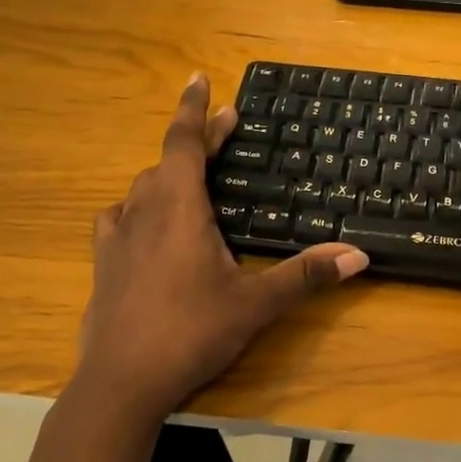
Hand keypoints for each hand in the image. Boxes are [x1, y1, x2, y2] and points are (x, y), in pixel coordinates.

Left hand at [73, 72, 368, 422]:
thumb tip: (358, 255)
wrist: (120, 383)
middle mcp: (144, 211)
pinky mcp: (102, 263)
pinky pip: (119, 217)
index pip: (185, 141)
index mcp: (180, 208)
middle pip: (169, 159)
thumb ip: (306, 275)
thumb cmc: (190, 332)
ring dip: (169, 173)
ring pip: (143, 187)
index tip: (200, 78)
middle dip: (199, 140)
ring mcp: (117, 237)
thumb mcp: (255, 304)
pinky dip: (138, 207)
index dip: (195, 108)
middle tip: (227, 127)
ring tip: (193, 177)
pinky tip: (144, 223)